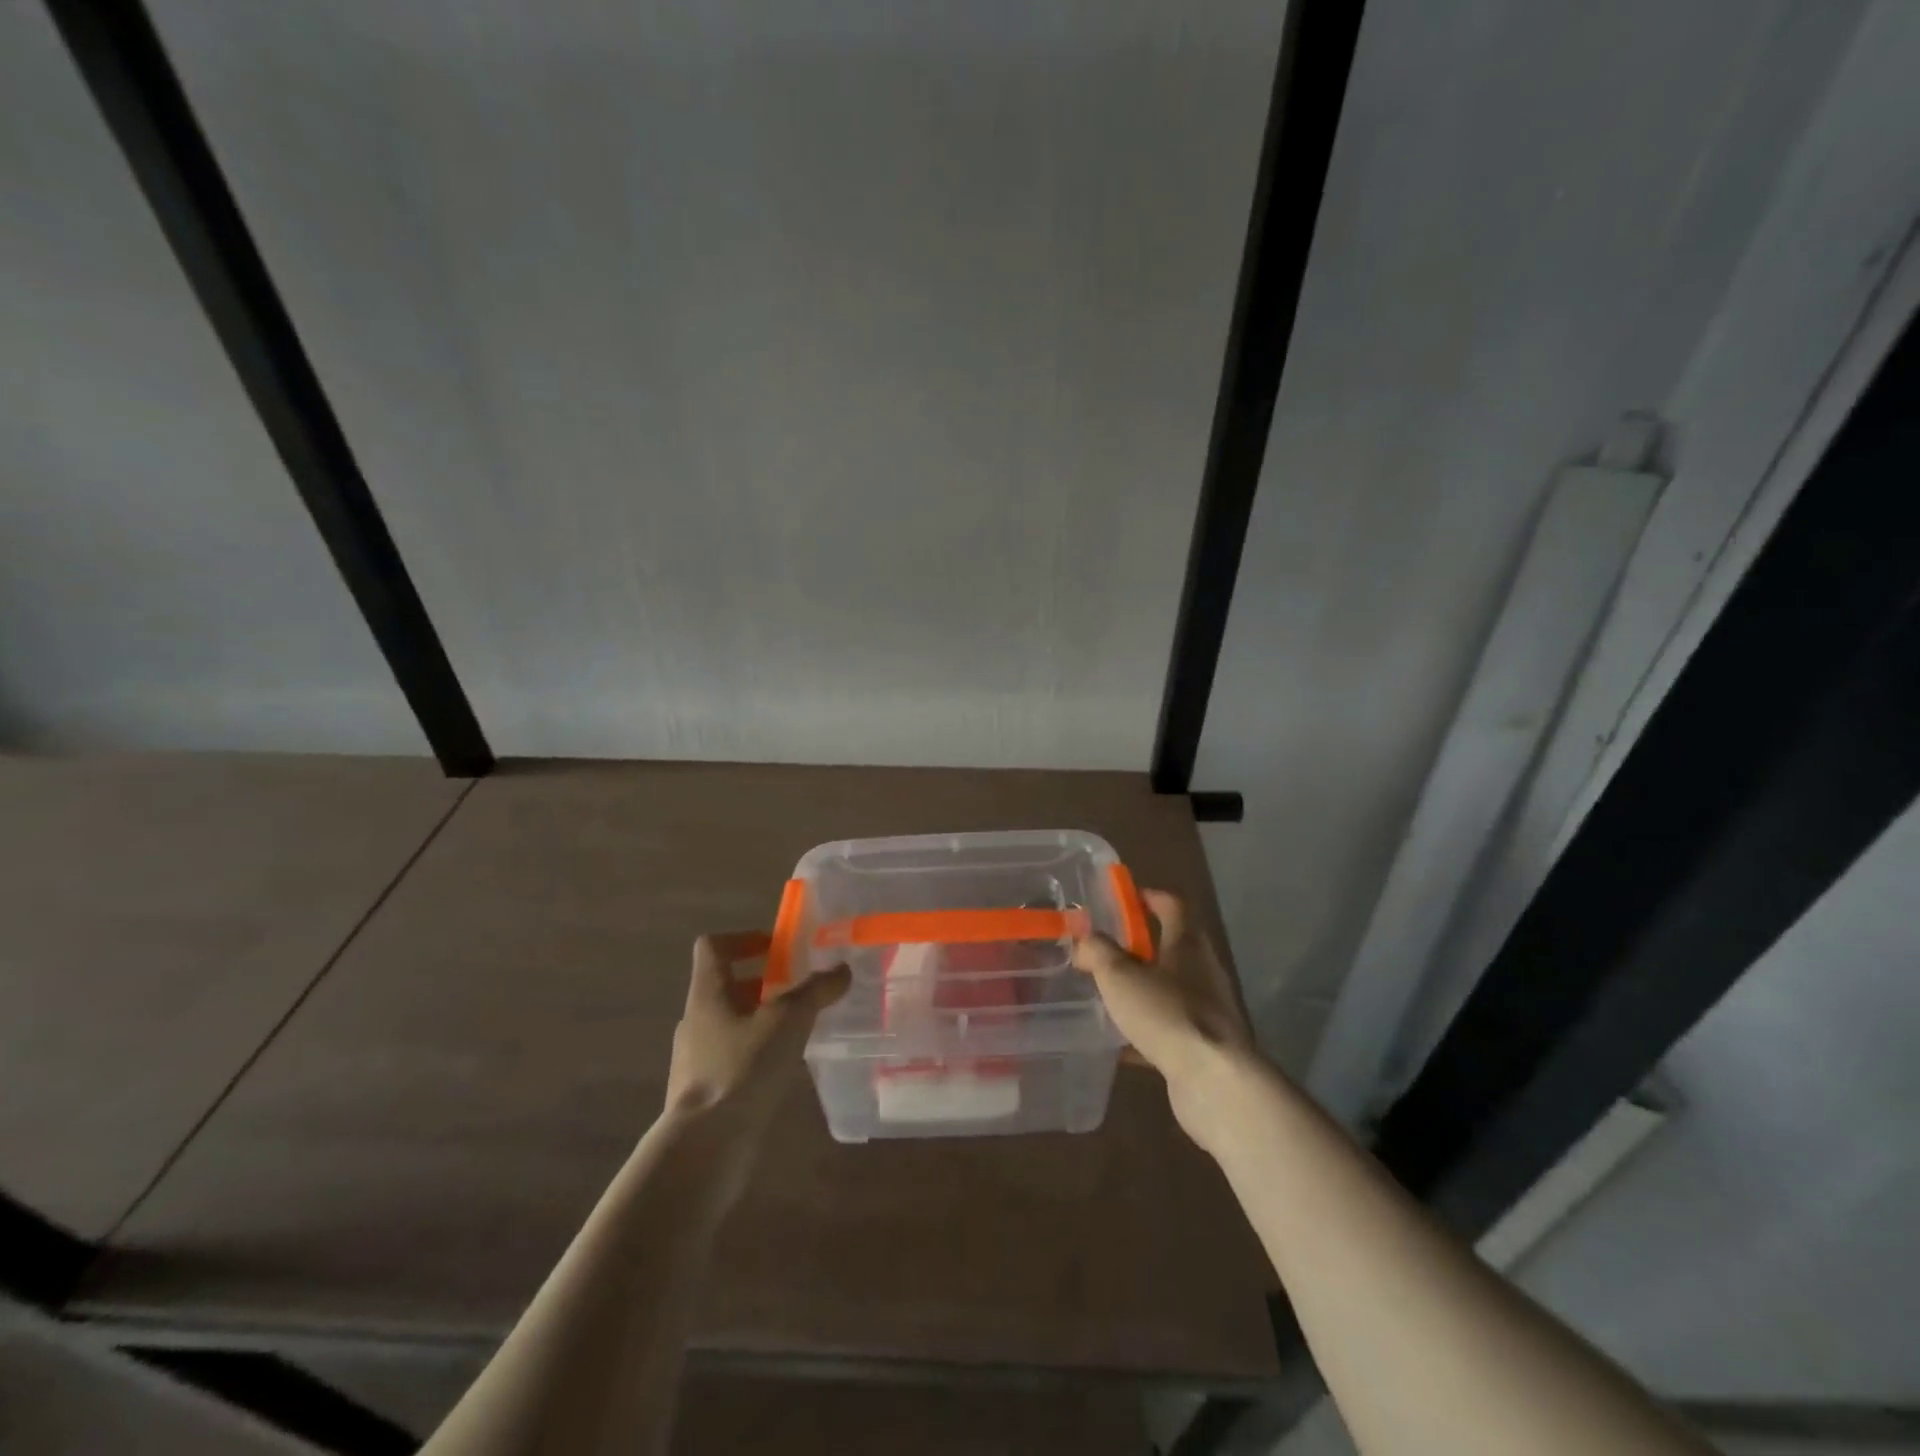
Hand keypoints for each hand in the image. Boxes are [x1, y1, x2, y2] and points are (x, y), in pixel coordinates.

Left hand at [665, 932, 849, 1126]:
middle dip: (763, 983)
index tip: (777, 948)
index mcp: (707, 994)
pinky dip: (757, 1056)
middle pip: (726, 986)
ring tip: (799, 1031)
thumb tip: (842, 968)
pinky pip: (732, 1060)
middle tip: (799, 989)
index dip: (743, 939)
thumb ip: (816, 991)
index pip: (713, 947)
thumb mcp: (788, 1021)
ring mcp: (695, 1060)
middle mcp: (695, 1021)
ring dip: (761, 1021)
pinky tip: (784, 1070)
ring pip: (730, 1025)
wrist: (704, 1148)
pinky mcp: (704, 1095)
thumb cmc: (741, 1069)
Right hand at [1074, 890, 1254, 1154]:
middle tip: (1104, 950)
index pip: (1172, 904)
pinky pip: (1170, 1028)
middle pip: (1172, 945)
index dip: (1147, 896)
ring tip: (1108, 994)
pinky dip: (1146, 1030)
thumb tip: (1083, 936)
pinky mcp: (1204, 1045)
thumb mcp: (1119, 976)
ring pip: (1170, 988)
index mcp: (1187, 944)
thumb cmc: (1166, 1014)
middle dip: (1139, 945)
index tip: (1121, 898)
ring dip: (1143, 988)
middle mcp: (1202, 970)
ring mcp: (1208, 1009)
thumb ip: (1097, 951)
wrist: (1214, 1082)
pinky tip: (1119, 1044)